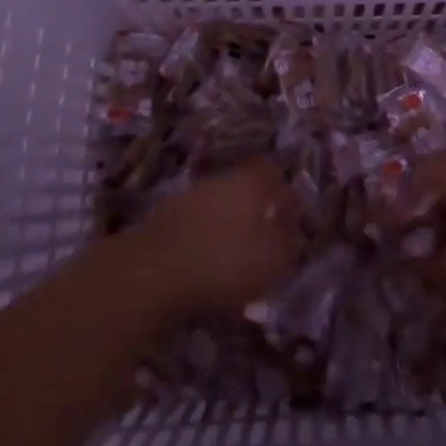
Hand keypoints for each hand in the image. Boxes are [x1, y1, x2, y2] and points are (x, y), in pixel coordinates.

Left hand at [140, 160, 299, 312]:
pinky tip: (208, 263)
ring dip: (230, 225)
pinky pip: (197, 223)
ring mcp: (189, 196)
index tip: (291, 219)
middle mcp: (220, 178)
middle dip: (257, 209)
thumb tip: (295, 232)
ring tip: (237, 256)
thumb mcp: (274, 259)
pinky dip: (206, 238)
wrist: (151, 273)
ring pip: (220, 204)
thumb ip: (290, 243)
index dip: (284, 194)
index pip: (273, 172)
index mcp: (250, 180)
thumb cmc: (224, 261)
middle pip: (245, 187)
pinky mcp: (165, 219)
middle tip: (266, 238)